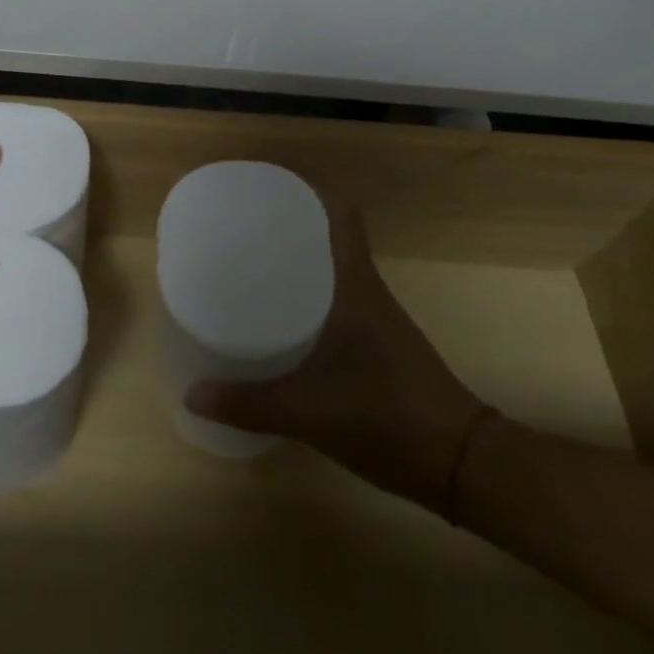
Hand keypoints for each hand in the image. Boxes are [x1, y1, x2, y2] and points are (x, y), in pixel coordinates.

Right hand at [185, 203, 486, 510]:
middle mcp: (367, 294)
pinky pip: (334, 304)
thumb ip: (249, 404)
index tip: (270, 188)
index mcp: (356, 288)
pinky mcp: (377, 347)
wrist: (462, 465)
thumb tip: (191, 394)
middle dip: (288, 229)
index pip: (342, 218)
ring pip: (331, 273)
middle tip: (240, 229)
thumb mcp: (309, 413)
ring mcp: (376, 321)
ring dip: (297, 264)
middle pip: (329, 240)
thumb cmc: (387, 418)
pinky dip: (307, 299)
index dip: (311, 193)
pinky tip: (279, 320)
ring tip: (249, 266)